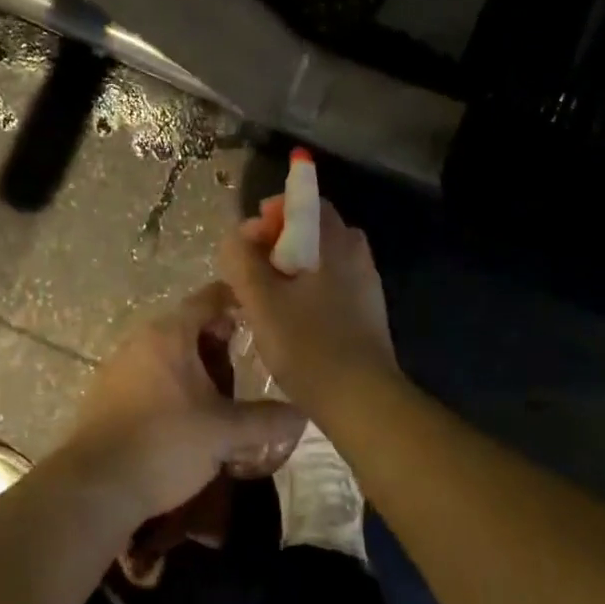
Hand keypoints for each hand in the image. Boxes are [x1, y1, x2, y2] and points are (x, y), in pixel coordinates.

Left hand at [61, 283, 306, 529]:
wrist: (94, 488)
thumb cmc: (164, 445)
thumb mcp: (224, 433)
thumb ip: (266, 420)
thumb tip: (303, 413)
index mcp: (170, 332)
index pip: (211, 297)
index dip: (240, 301)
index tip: (265, 316)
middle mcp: (143, 338)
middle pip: (190, 325)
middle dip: (221, 341)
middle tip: (251, 362)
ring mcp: (120, 364)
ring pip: (170, 352)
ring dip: (197, 366)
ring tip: (225, 393)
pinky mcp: (108, 392)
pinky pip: (151, 374)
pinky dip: (174, 384)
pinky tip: (189, 415)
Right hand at [218, 196, 398, 408]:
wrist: (364, 402)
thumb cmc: (309, 345)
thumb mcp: (261, 300)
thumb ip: (241, 260)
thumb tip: (236, 237)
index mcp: (335, 241)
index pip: (305, 201)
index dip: (272, 212)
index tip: (249, 239)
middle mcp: (356, 252)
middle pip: (312, 228)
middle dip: (277, 240)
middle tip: (251, 269)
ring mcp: (366, 282)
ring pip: (320, 258)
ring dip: (290, 266)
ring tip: (265, 296)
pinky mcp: (367, 310)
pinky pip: (331, 281)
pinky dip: (307, 286)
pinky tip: (290, 317)